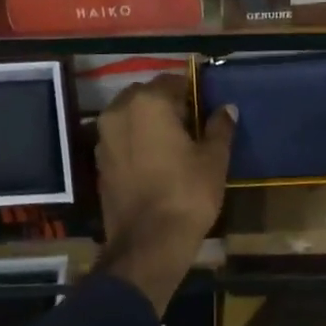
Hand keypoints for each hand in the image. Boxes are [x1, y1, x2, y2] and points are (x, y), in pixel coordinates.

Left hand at [94, 74, 234, 311]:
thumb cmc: (187, 194)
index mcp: (148, 103)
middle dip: (166, 104)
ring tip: (173, 143)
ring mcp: (103, 138)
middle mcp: (119, 112)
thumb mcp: (213, 159)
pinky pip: (120, 139)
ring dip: (148, 122)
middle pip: (145, 95)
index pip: (173, 81)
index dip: (192, 91)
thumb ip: (219, 128)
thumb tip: (227, 108)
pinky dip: (135, 141)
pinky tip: (155, 161)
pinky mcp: (98, 163)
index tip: (206, 106)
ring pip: (129, 116)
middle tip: (190, 124)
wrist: (148, 244)